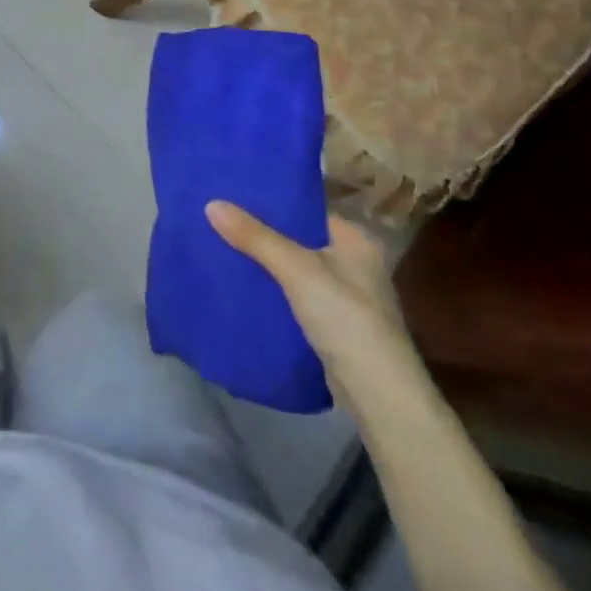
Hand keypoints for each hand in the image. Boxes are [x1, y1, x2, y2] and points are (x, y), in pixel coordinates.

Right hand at [206, 201, 413, 406]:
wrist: (378, 396)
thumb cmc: (346, 318)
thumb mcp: (297, 270)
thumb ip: (255, 237)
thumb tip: (211, 203)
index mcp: (355, 239)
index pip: (306, 209)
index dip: (271, 202)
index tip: (233, 194)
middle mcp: (354, 263)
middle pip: (298, 239)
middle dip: (262, 233)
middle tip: (220, 219)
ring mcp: (346, 297)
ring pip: (294, 269)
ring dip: (265, 264)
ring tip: (222, 246)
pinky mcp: (334, 326)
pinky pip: (295, 296)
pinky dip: (273, 291)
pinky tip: (243, 286)